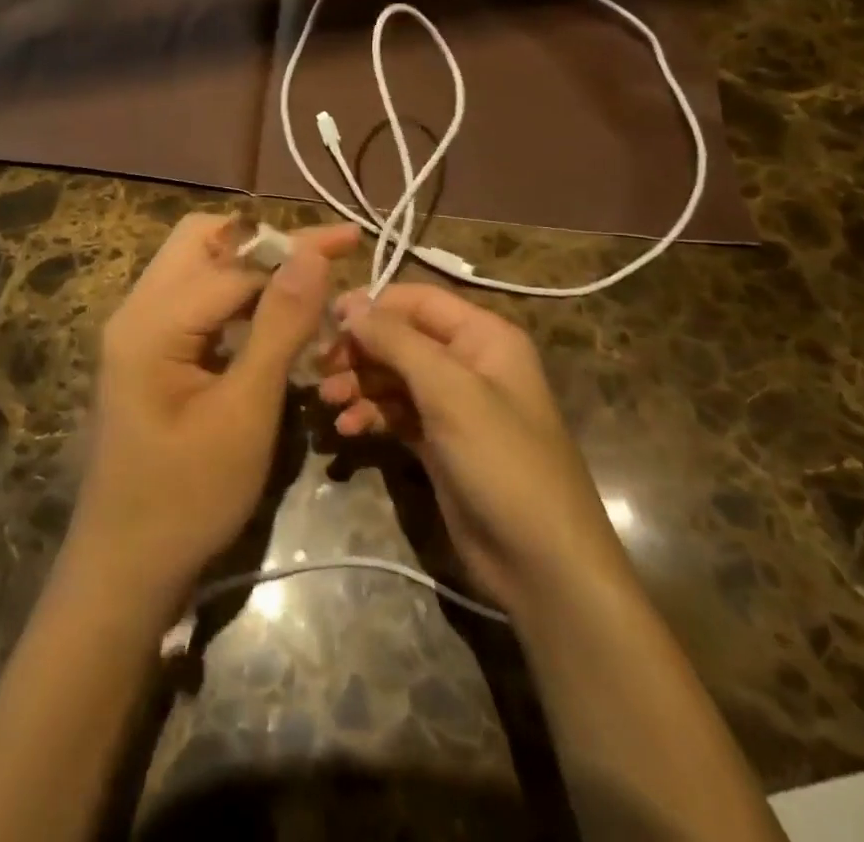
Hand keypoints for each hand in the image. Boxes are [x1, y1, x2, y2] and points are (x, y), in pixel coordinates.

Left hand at [70, 214, 358, 608]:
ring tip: (307, 282)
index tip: (350, 240)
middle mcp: (136, 310)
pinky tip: (271, 315)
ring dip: (250, 266)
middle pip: (201, 240)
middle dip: (265, 241)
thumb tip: (312, 254)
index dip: (296, 250)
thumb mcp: (246, 411)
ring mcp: (136, 329)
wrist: (125, 568)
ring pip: (196, 265)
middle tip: (322, 258)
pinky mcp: (146, 350)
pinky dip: (234, 295)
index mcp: (152, 322)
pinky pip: (192, 299)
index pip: (235, 262)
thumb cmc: (189, 497)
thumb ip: (280, 326)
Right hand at [318, 284, 620, 618]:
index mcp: (483, 336)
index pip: (418, 300)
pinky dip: (371, 414)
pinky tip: (348, 429)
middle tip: (321, 369)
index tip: (327, 320)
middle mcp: (468, 362)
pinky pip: (396, 412)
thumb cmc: (501, 460)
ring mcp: (454, 404)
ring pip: (394, 376)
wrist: (541, 563)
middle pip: (401, 338)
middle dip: (361, 350)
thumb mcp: (449, 390)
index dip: (372, 305)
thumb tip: (351, 305)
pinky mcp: (439, 441)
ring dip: (359, 383)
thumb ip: (396, 341)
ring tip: (328, 402)